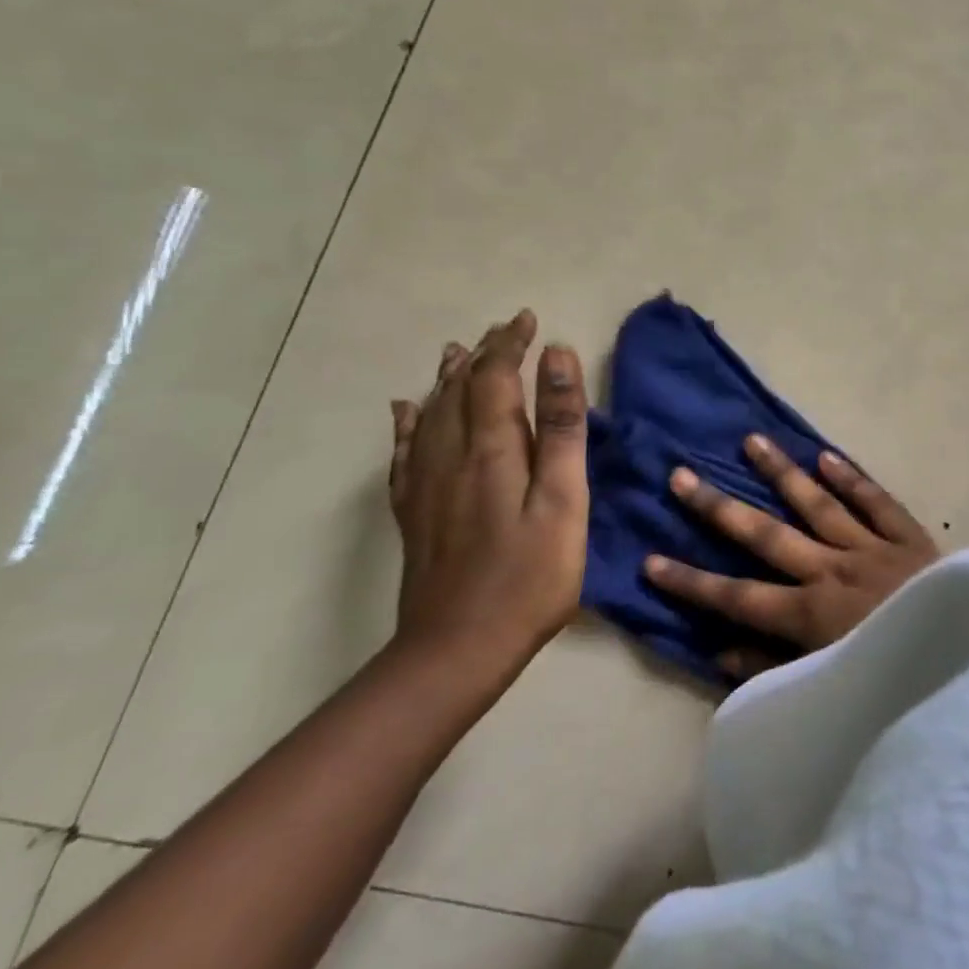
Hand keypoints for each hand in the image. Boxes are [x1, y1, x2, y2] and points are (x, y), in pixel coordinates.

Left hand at [388, 310, 589, 684]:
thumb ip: (562, 427)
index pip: (495, 377)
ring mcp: (426, 485)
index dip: (510, 344)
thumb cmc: (530, 575)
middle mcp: (451, 456)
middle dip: (483, 354)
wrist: (458, 649)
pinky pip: (404, 452)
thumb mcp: (564, 499)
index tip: (529, 319)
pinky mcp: (415, 513)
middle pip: (460, 389)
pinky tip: (405, 411)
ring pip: (429, 414)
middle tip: (503, 329)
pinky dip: (407, 423)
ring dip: (446, 378)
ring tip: (455, 352)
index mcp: (492, 449)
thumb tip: (556, 358)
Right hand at [644, 434, 938, 678]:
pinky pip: (876, 501)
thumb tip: (719, 652)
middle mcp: (831, 570)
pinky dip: (852, 478)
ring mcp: (870, 548)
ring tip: (751, 440)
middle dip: (719, 508)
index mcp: (809, 614)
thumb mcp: (830, 691)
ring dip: (782, 472)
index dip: (690, 581)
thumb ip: (774, 673)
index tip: (649, 559)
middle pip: (766, 535)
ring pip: (817, 503)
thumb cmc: (893, 679)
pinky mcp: (908, 537)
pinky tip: (826, 455)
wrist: (968, 660)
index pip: (736, 596)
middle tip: (682, 476)